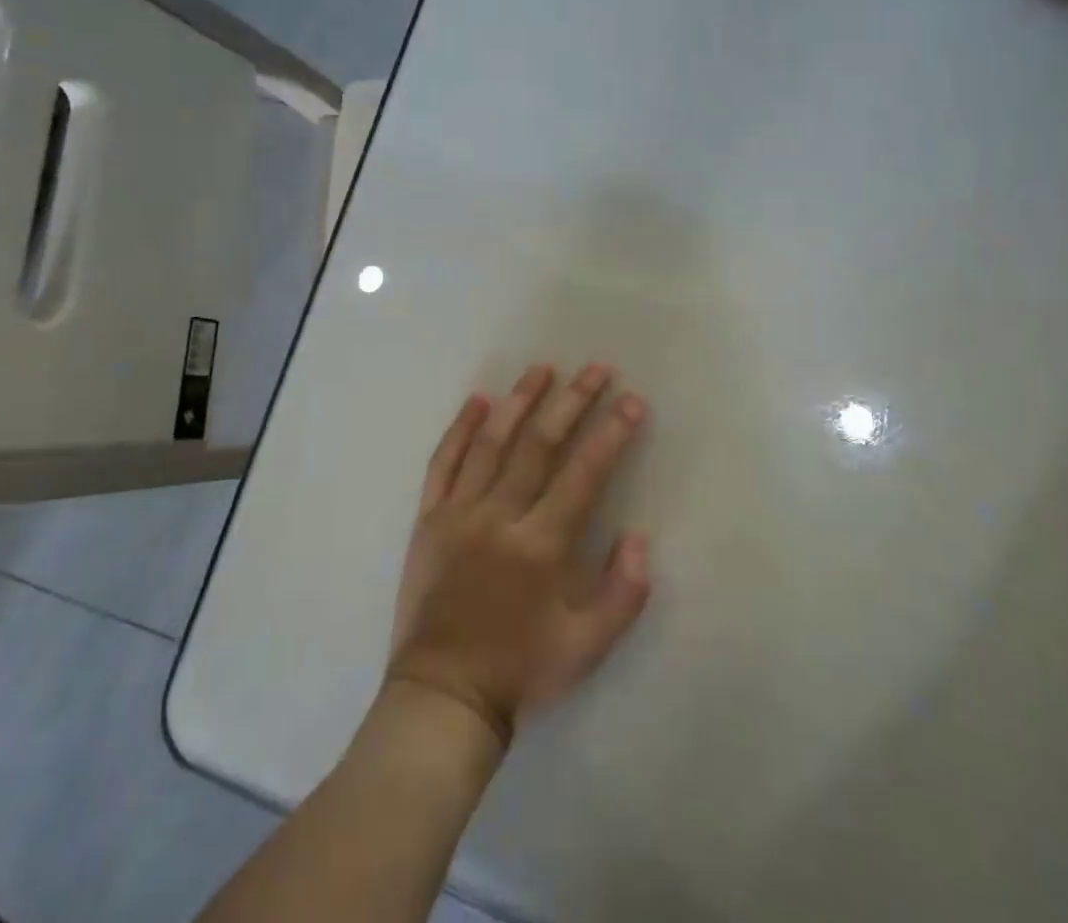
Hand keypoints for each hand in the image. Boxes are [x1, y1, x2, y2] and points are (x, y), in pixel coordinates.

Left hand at [385, 363, 652, 748]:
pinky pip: (443, 463)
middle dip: (573, 402)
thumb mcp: (587, 649)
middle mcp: (499, 517)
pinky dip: (460, 428)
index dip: (611, 433)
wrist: (442, 698)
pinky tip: (477, 400)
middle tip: (596, 369)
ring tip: (542, 368)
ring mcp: (459, 513)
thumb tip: (638, 535)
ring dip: (519, 401)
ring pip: (491, 442)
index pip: (584, 474)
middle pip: (539, 445)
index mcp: (540, 546)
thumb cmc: (520, 672)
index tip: (631, 400)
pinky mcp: (428, 519)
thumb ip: (622, 593)